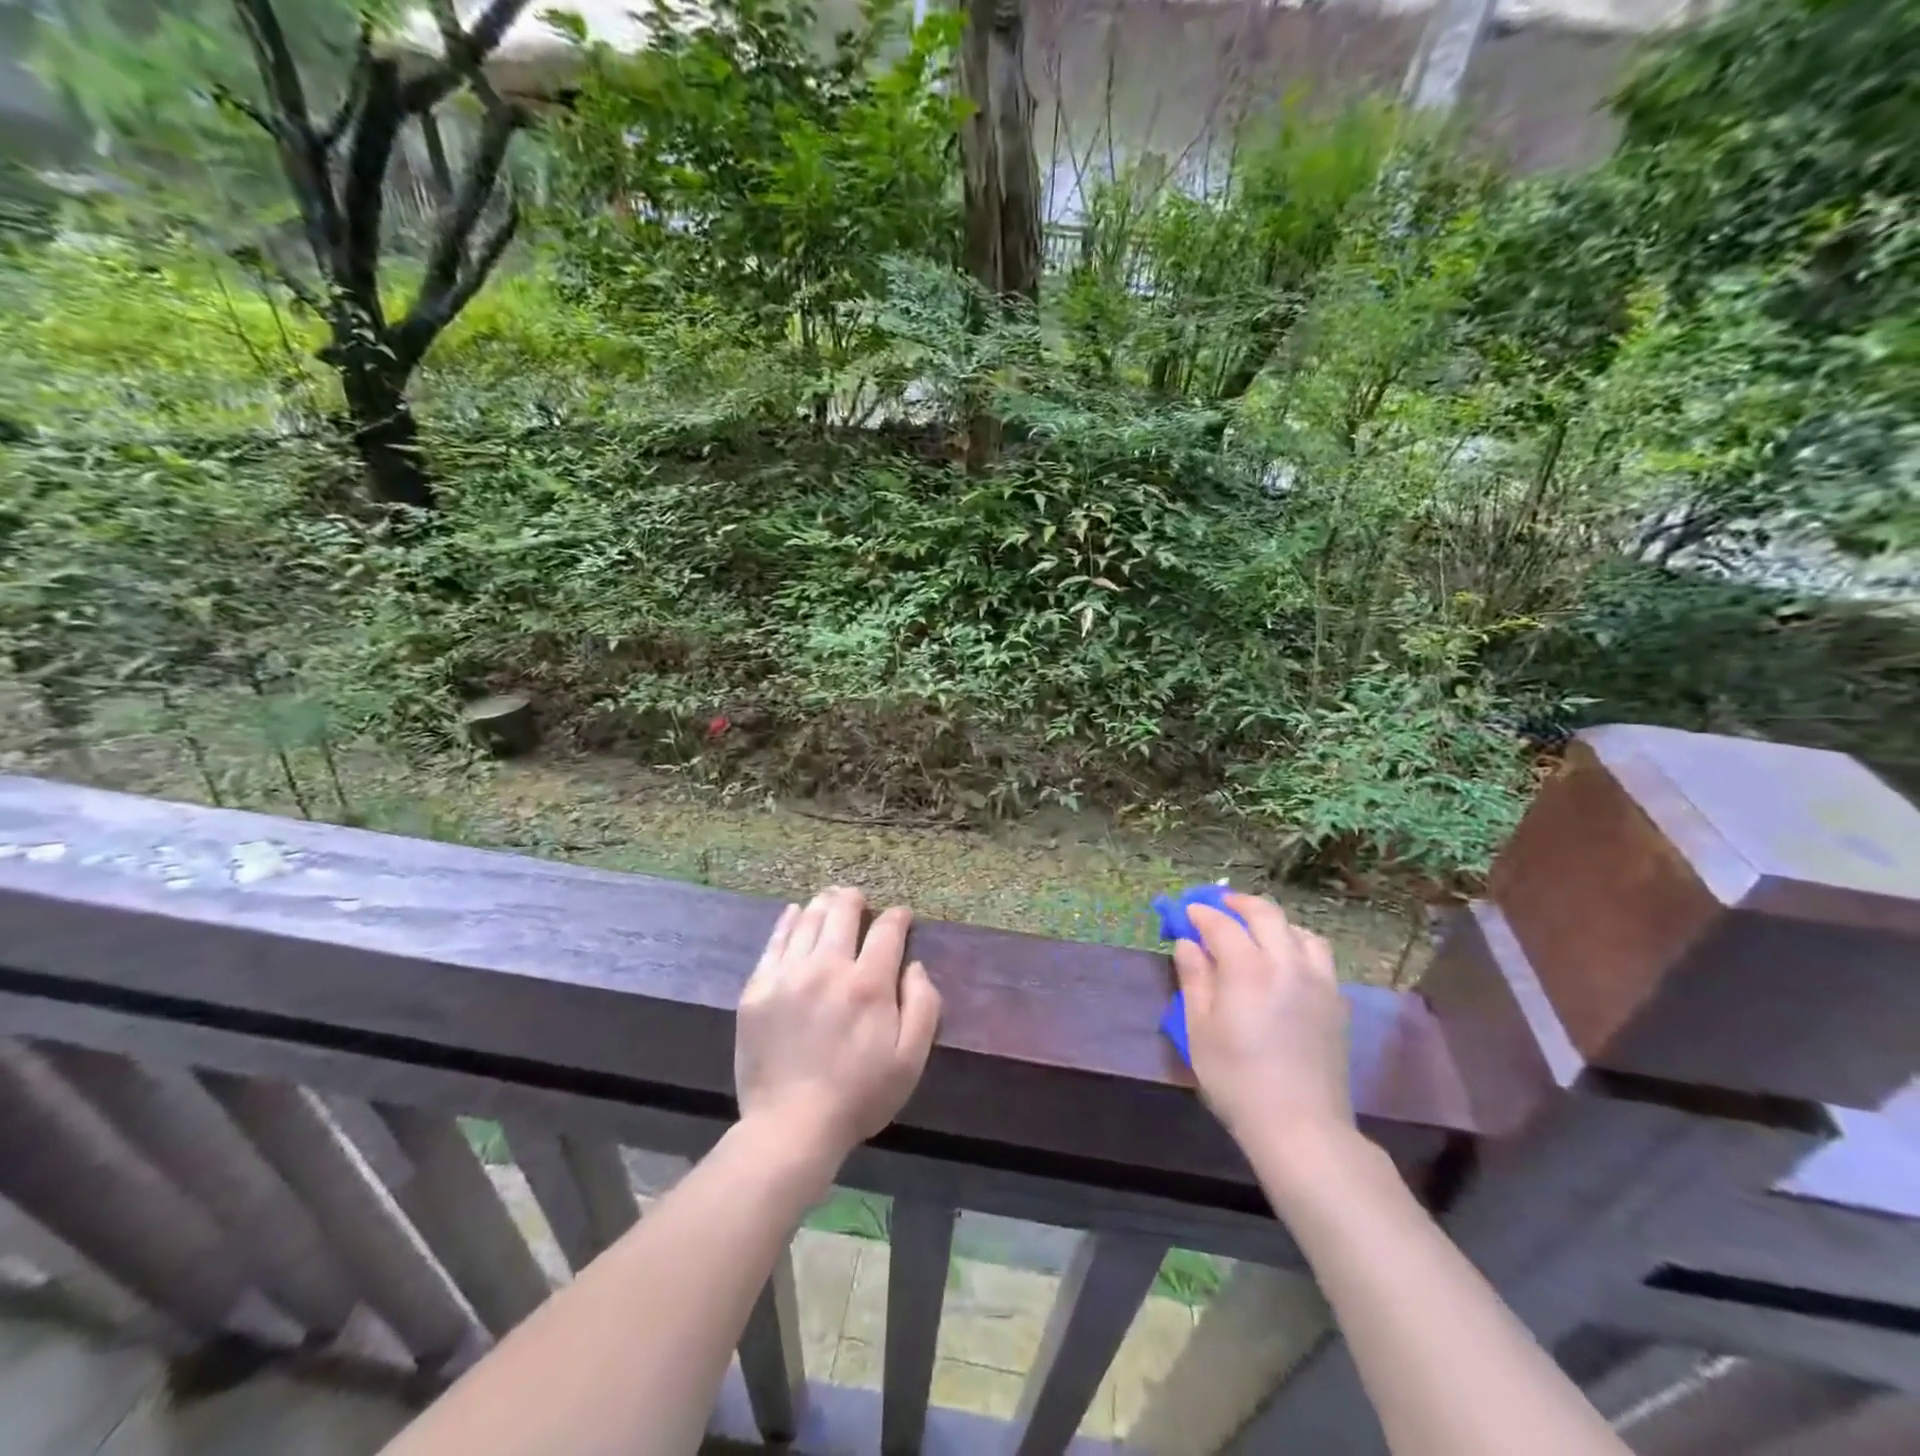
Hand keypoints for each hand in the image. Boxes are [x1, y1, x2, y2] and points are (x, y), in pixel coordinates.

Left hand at [735, 886, 941, 1173]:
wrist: (790, 1127)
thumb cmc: (859, 1096)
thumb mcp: (910, 1060)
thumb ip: (923, 1006)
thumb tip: (914, 965)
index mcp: (868, 984)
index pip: (886, 930)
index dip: (897, 917)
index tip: (901, 916)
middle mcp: (828, 967)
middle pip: (842, 913)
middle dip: (855, 900)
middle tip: (859, 899)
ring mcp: (788, 975)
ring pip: (808, 921)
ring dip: (824, 904)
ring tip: (830, 898)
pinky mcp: (757, 989)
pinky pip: (774, 942)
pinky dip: (788, 921)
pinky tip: (794, 913)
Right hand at [1175, 892, 1355, 1177]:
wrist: (1301, 1126)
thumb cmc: (1237, 1079)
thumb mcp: (1199, 1029)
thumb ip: (1194, 979)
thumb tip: (1187, 944)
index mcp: (1248, 968)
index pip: (1221, 924)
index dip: (1201, 913)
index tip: (1187, 912)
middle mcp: (1287, 963)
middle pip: (1266, 914)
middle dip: (1239, 904)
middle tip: (1220, 905)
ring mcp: (1319, 981)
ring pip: (1301, 931)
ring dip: (1275, 923)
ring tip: (1257, 931)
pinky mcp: (1337, 1003)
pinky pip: (1319, 957)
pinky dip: (1298, 946)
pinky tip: (1286, 964)